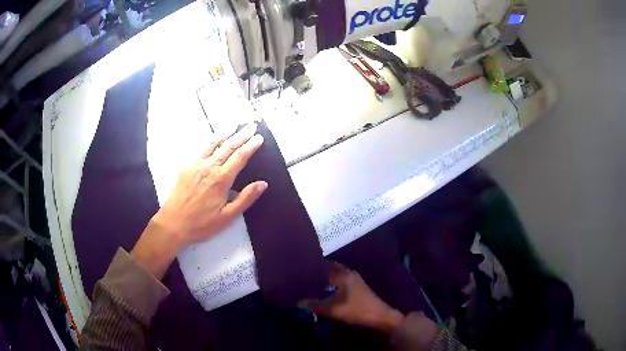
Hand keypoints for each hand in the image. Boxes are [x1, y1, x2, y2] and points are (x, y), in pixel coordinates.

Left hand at [131, 123, 266, 278]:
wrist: (173, 223)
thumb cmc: (201, 224)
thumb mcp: (227, 217)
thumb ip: (245, 198)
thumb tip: (262, 184)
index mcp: (221, 179)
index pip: (240, 157)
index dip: (251, 146)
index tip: (259, 137)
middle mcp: (209, 167)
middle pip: (228, 146)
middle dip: (241, 135)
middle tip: (251, 126)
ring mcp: (196, 165)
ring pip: (213, 144)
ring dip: (225, 133)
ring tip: (234, 126)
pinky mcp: (186, 167)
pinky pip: (200, 149)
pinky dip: (209, 141)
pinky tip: (212, 139)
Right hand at [308, 262, 403, 333]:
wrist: (380, 316)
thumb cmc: (357, 310)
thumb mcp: (334, 310)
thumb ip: (315, 306)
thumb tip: (298, 302)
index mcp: (343, 275)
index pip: (324, 266)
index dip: (311, 267)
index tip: (299, 269)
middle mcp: (349, 273)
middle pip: (330, 267)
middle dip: (318, 270)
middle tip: (303, 275)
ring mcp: (354, 278)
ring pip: (336, 272)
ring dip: (325, 275)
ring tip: (311, 281)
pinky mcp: (357, 285)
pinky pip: (340, 278)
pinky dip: (331, 280)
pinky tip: (324, 288)